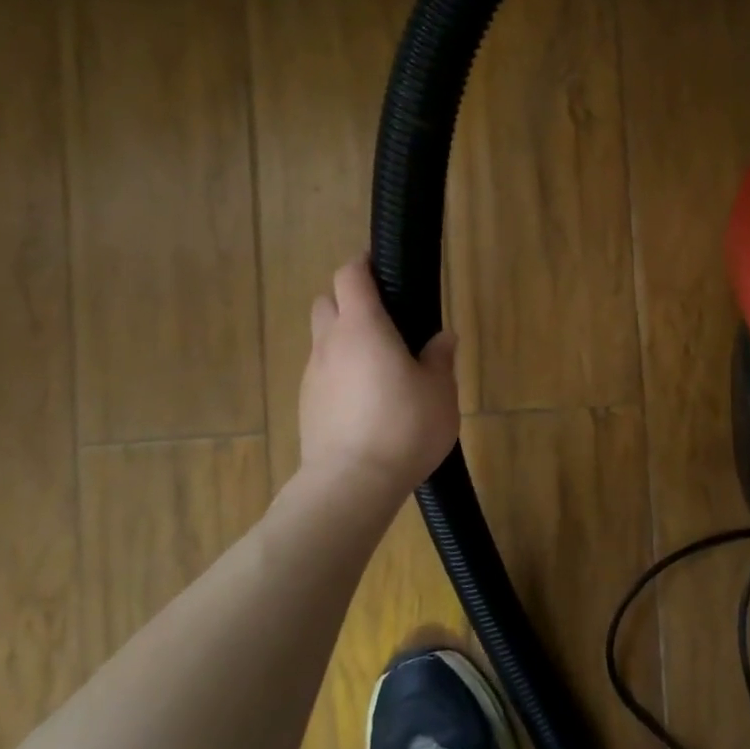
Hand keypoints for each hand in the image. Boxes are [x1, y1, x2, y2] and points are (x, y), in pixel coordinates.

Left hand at [296, 255, 459, 502]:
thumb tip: (442, 337)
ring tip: (379, 364)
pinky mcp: (306, 405)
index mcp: (364, 328)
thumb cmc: (403, 427)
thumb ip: (440, 358)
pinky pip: (322, 373)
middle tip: (384, 319)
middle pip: (328, 302)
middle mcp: (330, 343)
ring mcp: (313, 375)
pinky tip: (365, 399)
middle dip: (349, 300)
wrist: (351, 485)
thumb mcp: (440, 391)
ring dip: (345, 339)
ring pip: (323, 340)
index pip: (350, 276)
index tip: (382, 266)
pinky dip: (340, 371)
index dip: (363, 264)